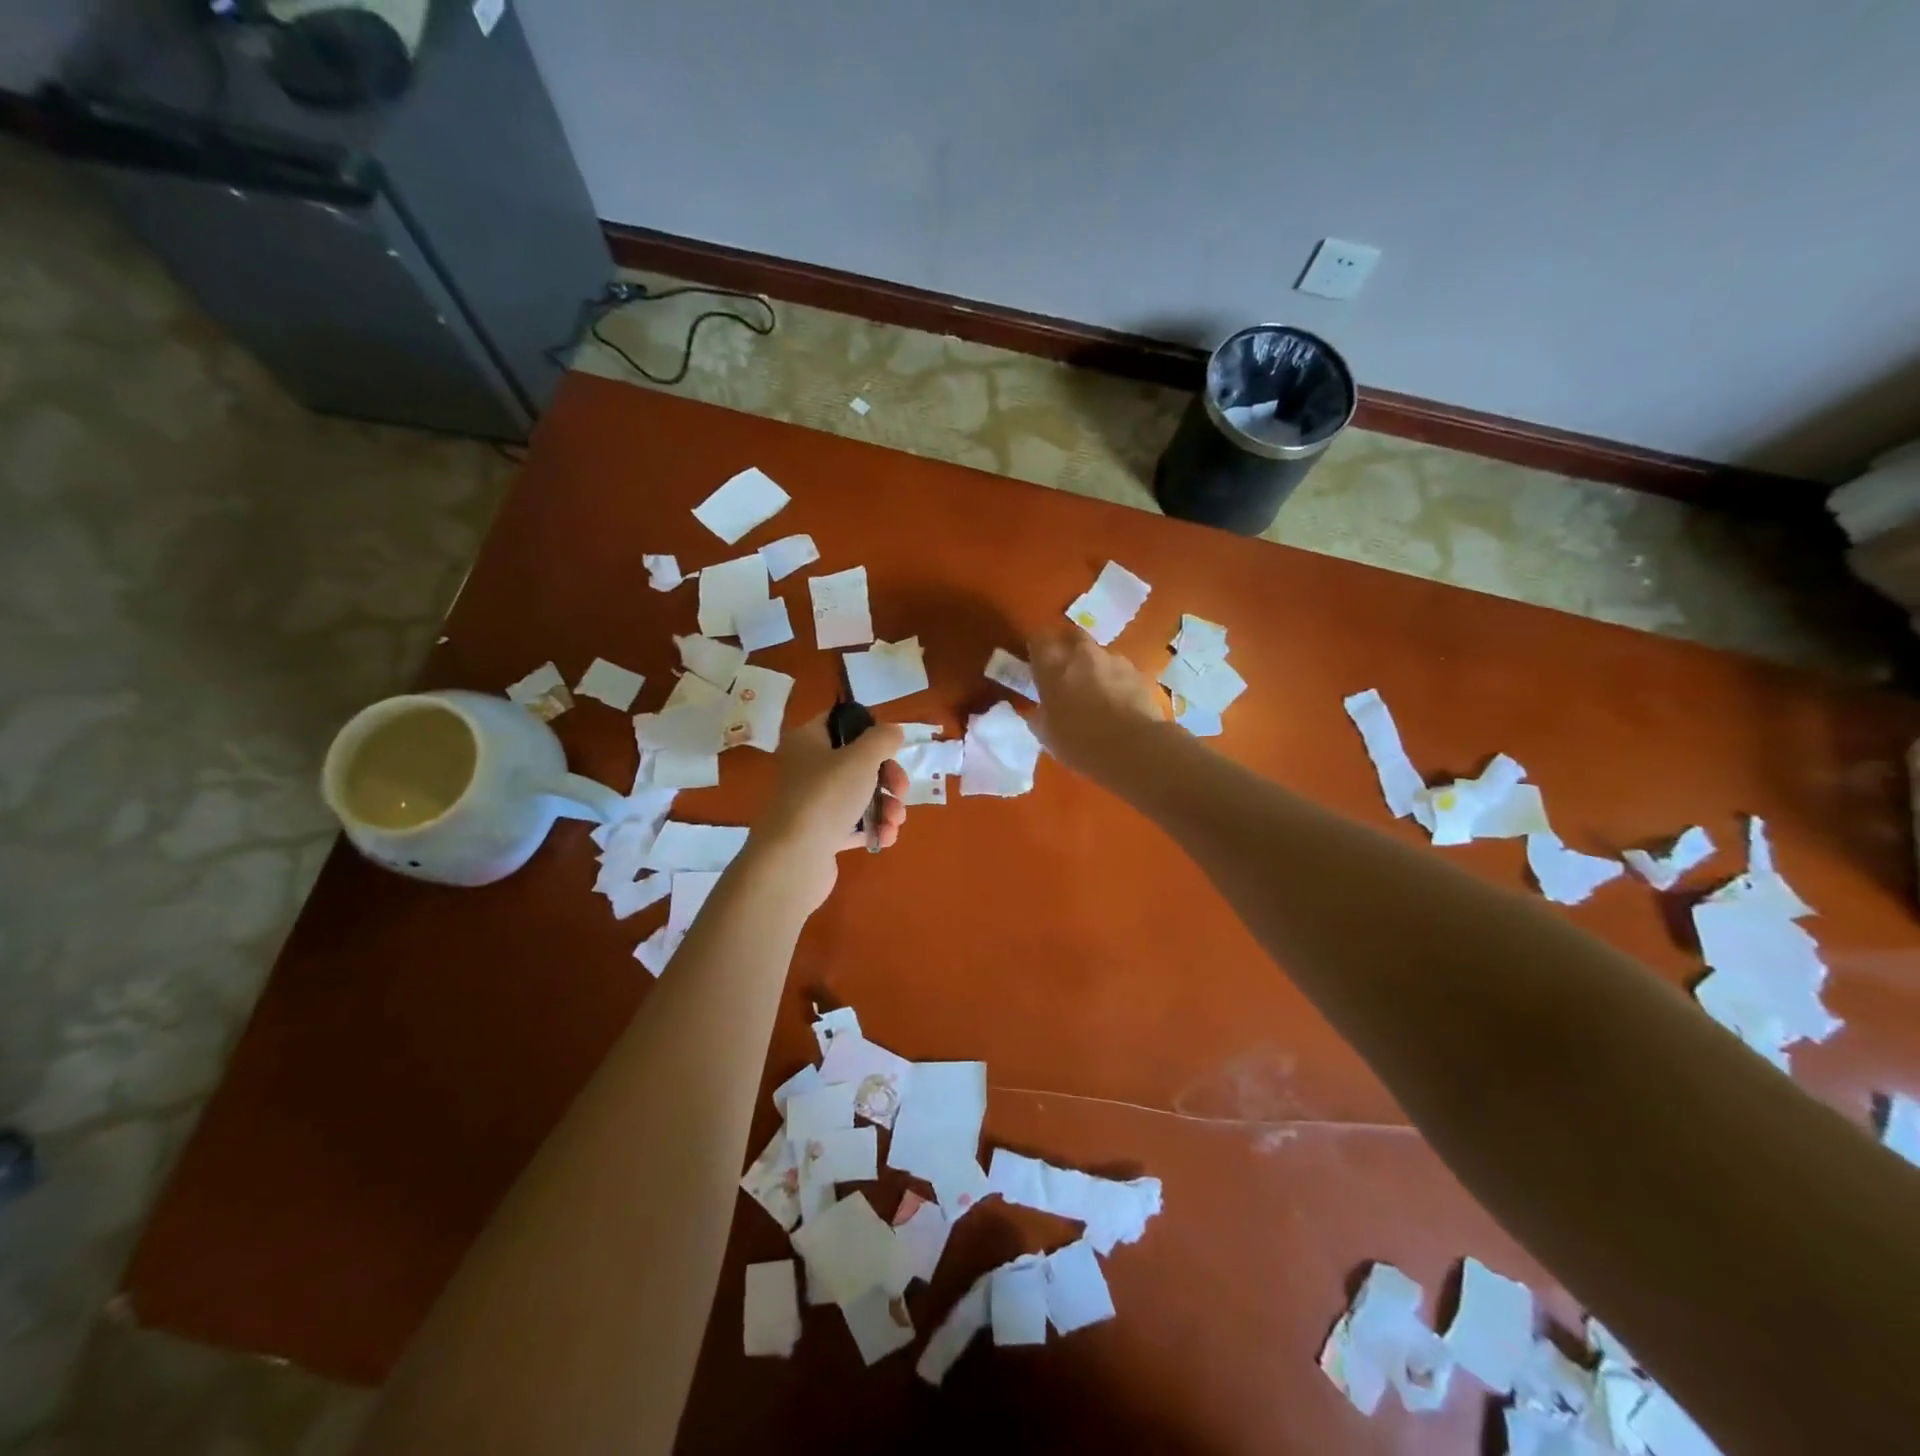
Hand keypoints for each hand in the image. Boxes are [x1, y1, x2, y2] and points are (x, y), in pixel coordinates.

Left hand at [753, 710, 907, 909]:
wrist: (793, 859)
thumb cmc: (826, 796)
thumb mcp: (861, 758)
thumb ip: (882, 739)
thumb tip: (892, 732)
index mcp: (807, 741)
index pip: (839, 722)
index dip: (868, 729)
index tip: (891, 745)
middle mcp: (805, 769)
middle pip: (856, 763)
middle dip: (887, 777)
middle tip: (901, 790)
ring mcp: (812, 804)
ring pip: (859, 796)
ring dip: (886, 806)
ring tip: (895, 821)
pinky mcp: (820, 835)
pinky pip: (853, 826)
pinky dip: (873, 829)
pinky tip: (885, 838)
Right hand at [1027, 627, 1167, 784]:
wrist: (1133, 748)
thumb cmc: (1079, 742)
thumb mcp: (1046, 734)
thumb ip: (1040, 714)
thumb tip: (1040, 709)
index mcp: (1052, 665)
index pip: (1038, 639)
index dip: (1038, 649)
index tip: (1037, 664)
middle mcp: (1082, 653)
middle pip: (1072, 636)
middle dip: (1067, 649)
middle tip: (1066, 673)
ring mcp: (1113, 660)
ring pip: (1099, 654)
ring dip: (1094, 667)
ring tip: (1097, 694)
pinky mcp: (1138, 672)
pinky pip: (1120, 671)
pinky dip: (1116, 681)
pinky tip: (1119, 704)